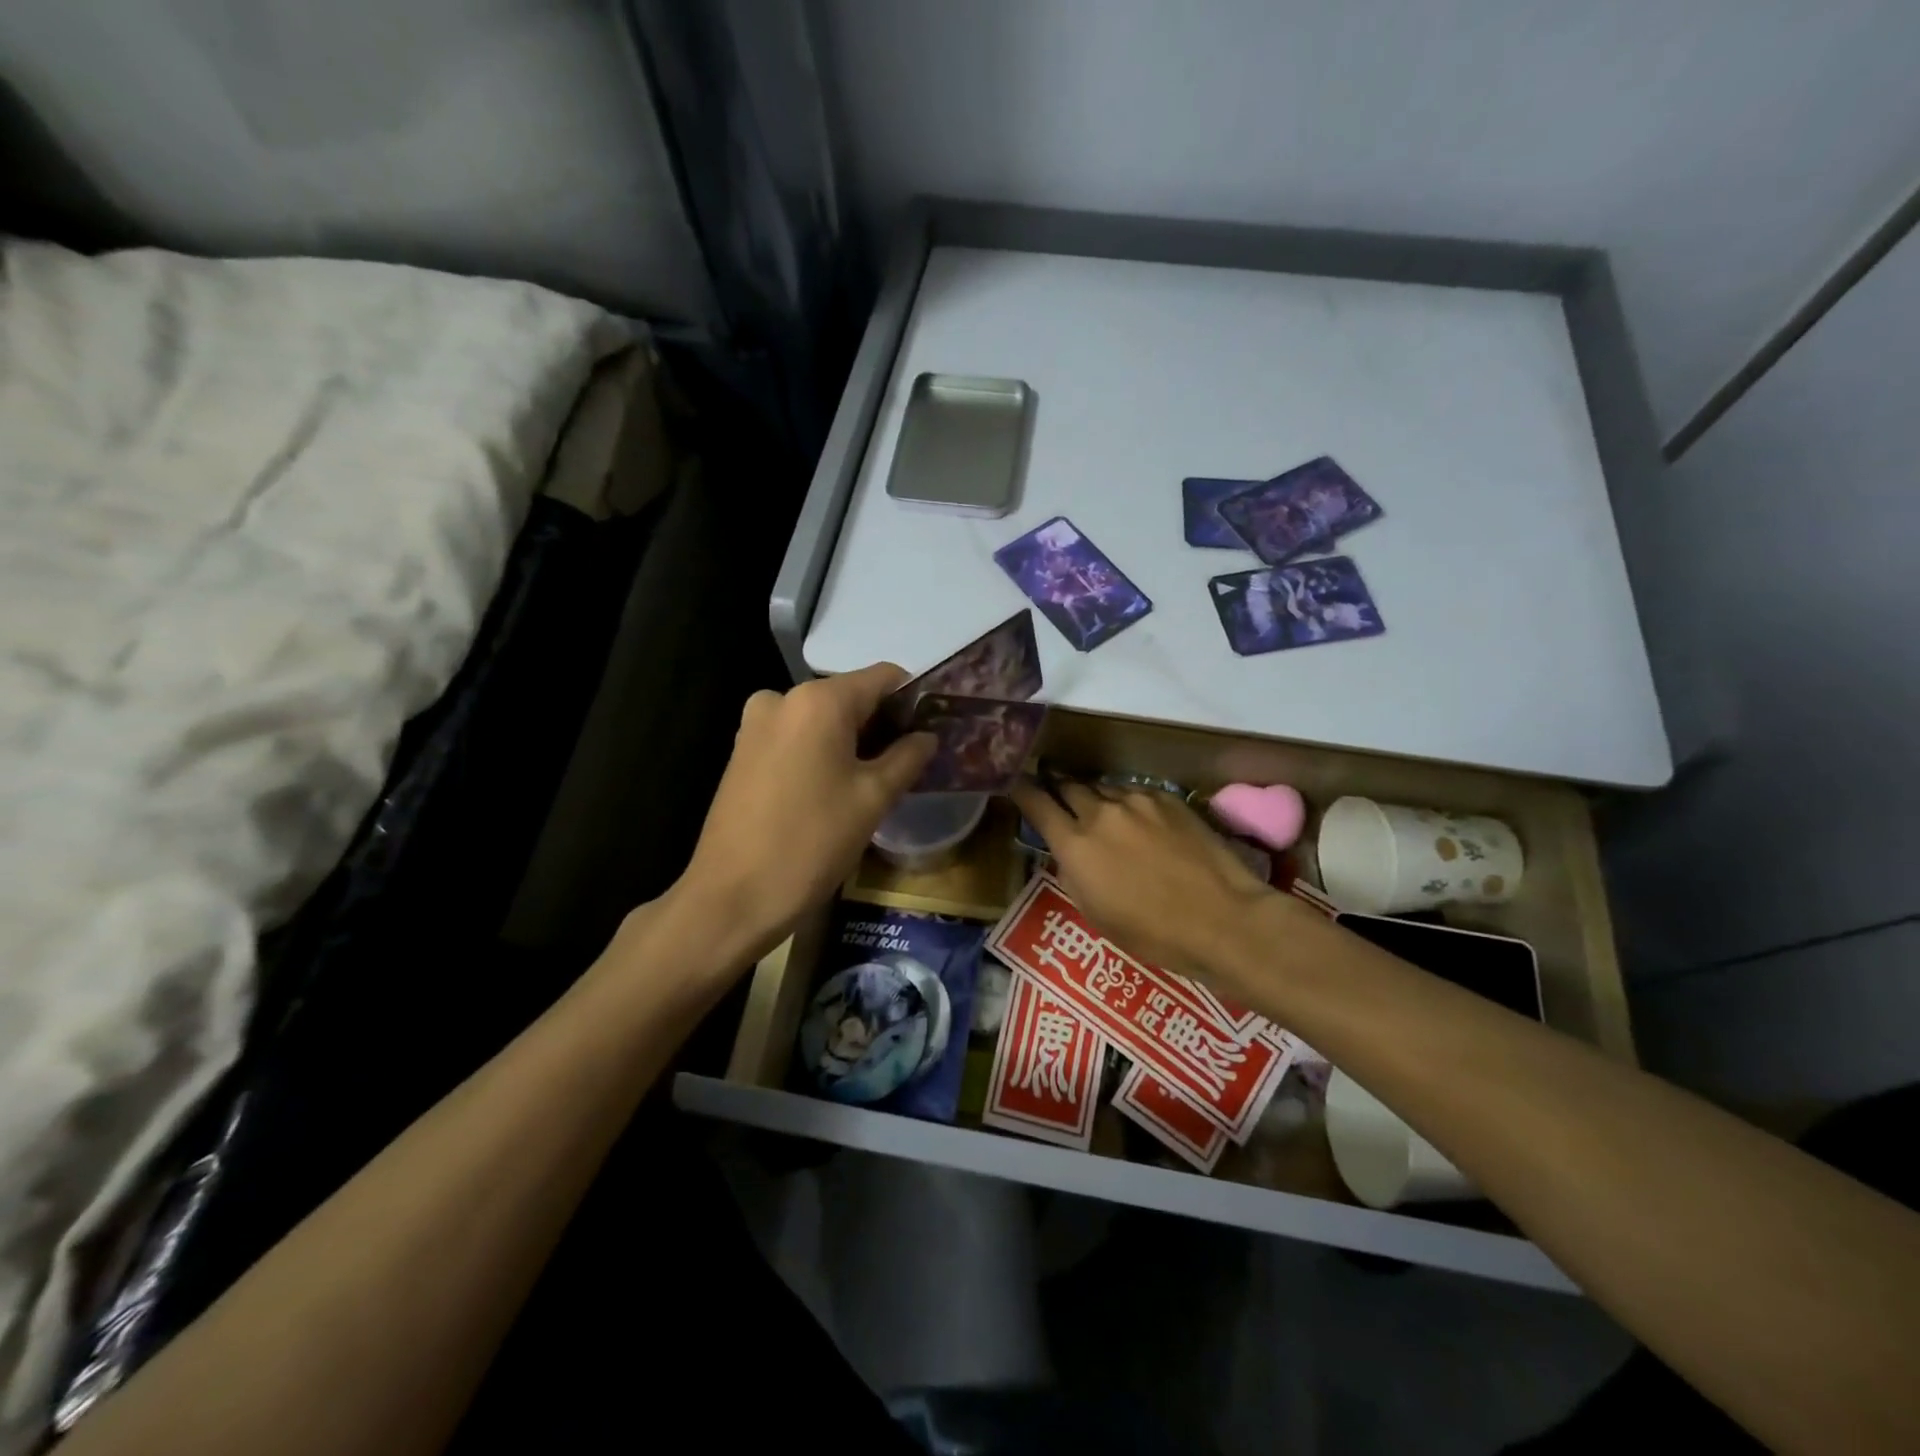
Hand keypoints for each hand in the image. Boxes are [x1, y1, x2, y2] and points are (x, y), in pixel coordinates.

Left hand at [671, 664, 935, 968]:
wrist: (732, 897)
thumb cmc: (812, 842)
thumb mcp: (873, 799)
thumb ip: (907, 757)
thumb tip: (927, 736)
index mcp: (819, 700)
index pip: (884, 677)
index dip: (914, 698)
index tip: (933, 730)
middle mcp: (783, 698)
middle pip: (851, 696)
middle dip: (883, 723)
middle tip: (910, 762)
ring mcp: (756, 724)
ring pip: (822, 719)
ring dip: (852, 740)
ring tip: (875, 781)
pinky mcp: (742, 751)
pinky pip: (796, 737)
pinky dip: (822, 751)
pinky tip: (835, 788)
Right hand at [1010, 777, 1274, 979]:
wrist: (1222, 919)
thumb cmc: (1152, 932)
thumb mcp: (1094, 912)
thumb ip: (1073, 871)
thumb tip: (1067, 850)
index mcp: (1075, 844)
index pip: (1035, 802)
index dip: (1021, 789)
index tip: (1015, 782)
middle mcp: (1100, 812)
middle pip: (1067, 786)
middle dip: (1059, 790)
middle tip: (1058, 798)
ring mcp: (1136, 800)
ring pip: (1102, 788)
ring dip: (1095, 798)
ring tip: (1103, 814)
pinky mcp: (1167, 797)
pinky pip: (1135, 792)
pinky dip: (1128, 803)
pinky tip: (1140, 821)